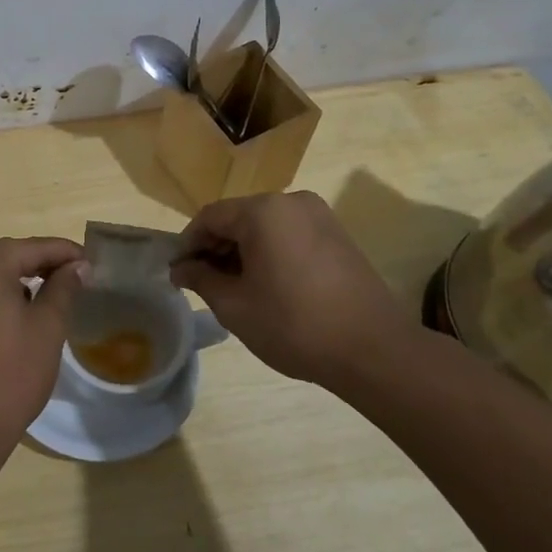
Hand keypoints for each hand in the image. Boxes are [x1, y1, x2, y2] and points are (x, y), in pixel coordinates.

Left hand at [0, 237, 84, 460]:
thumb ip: (63, 289)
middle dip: (35, 265)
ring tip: (39, 300)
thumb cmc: (11, 375)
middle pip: (1, 257)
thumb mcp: (47, 329)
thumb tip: (76, 267)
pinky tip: (3, 321)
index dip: (63, 252)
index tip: (88, 261)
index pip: (30, 248)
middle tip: (68, 278)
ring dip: (9, 282)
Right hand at [171, 192, 421, 385]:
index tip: (179, 274)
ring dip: (243, 251)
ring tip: (235, 288)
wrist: (373, 350)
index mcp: (263, 211)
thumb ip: (201, 279)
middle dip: (216, 248)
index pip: (210, 217)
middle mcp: (291, 201)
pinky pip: (289, 234)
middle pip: (238, 217)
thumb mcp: (234, 306)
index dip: (188, 244)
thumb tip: (181, 268)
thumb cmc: (294, 325)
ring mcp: (319, 215)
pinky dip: (270, 252)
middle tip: (203, 284)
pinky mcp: (337, 234)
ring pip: (265, 226)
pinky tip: (268, 285)